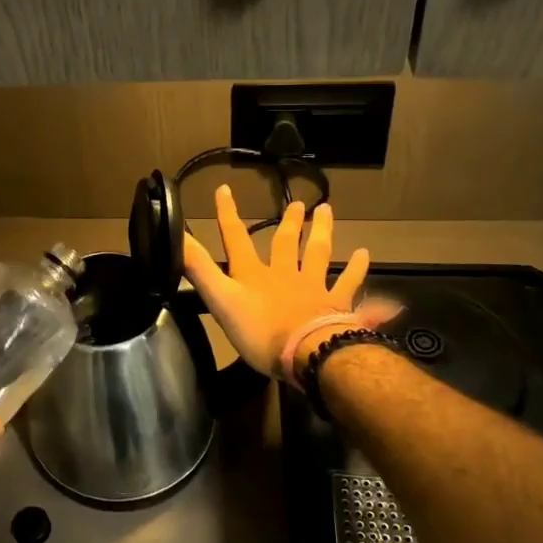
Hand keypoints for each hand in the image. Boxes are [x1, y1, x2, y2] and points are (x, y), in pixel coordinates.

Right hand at [182, 186, 373, 376]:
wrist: (308, 353)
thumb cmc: (260, 331)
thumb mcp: (220, 299)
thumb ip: (199, 268)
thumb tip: (175, 235)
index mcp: (254, 274)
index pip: (236, 238)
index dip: (228, 214)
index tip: (225, 189)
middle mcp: (285, 274)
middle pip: (286, 243)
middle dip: (289, 222)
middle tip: (298, 203)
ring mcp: (314, 289)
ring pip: (319, 254)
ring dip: (322, 233)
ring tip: (327, 213)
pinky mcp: (337, 306)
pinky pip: (350, 287)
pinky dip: (358, 273)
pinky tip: (366, 258)